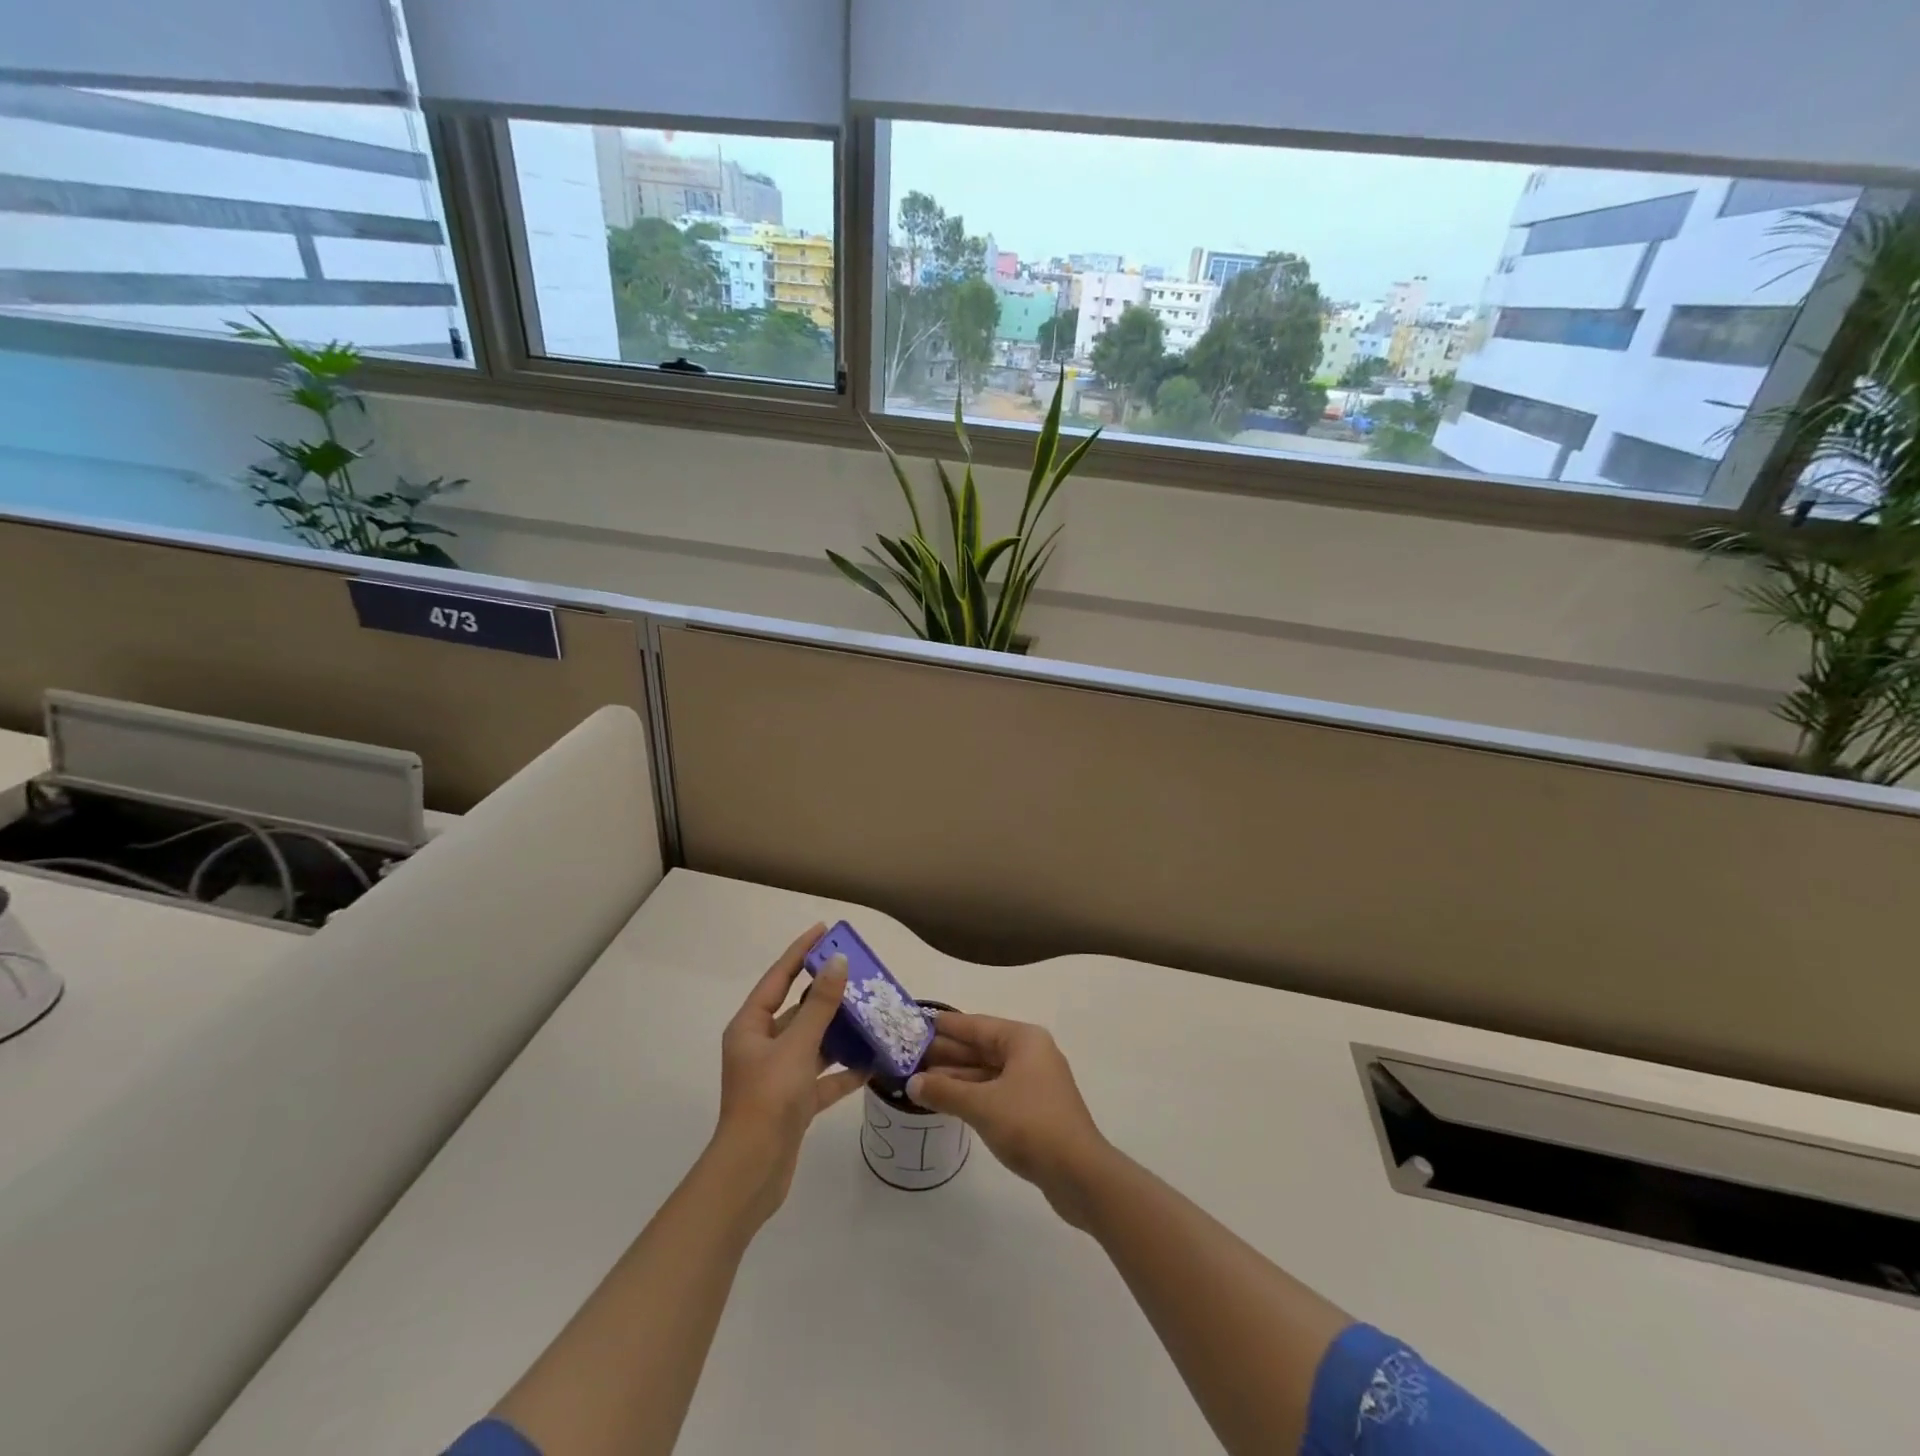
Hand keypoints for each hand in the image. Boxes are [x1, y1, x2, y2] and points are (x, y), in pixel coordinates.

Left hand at [711, 924, 867, 1225]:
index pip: (778, 978)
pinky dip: (844, 1071)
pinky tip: (872, 1063)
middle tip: (859, 973)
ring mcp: (778, 1076)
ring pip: (813, 1043)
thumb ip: (820, 1005)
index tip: (824, 931)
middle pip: (797, 1010)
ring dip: (840, 1031)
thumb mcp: (797, 1046)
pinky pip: (822, 1078)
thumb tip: (839, 963)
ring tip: (872, 1012)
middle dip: (827, 993)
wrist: (753, 1173)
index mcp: (751, 1027)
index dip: (800, 952)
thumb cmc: (769, 1099)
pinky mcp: (794, 1103)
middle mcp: (762, 1046)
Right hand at [907, 1012, 1110, 1225]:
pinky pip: (996, 1091)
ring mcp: (1034, 1082)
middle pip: (981, 1047)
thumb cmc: (1030, 1125)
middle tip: (909, 1055)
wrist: (1079, 1174)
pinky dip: (972, 1094)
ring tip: (919, 1080)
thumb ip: (945, 1091)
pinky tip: (948, 1101)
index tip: (917, 1023)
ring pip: (987, 1072)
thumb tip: (912, 1083)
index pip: (976, 1025)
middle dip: (947, 1053)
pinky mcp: (1035, 1109)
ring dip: (957, 1076)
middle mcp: (1030, 1054)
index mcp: (1023, 1040)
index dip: (946, 1026)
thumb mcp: (982, 1105)